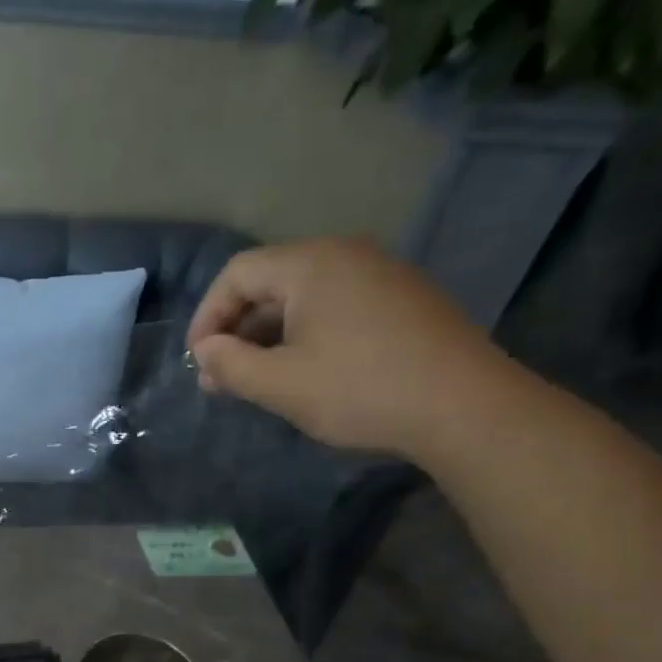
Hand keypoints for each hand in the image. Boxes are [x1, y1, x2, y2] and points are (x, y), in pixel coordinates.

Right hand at [188, 238, 512, 457]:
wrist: (463, 406)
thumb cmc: (359, 390)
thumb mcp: (281, 384)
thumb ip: (230, 365)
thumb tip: (205, 351)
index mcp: (311, 264)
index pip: (237, 273)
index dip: (207, 316)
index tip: (198, 362)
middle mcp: (345, 255)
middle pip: (270, 283)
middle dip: (236, 331)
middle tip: (221, 380)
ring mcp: (380, 275)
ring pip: (302, 299)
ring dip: (268, 338)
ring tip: (256, 383)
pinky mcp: (402, 301)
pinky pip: (335, 309)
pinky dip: (304, 337)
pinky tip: (303, 375)